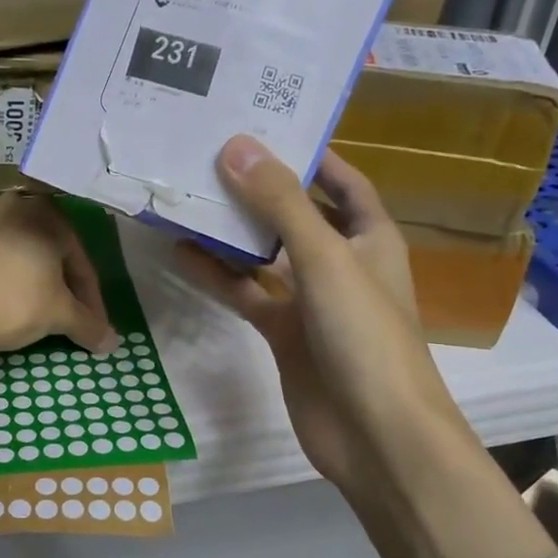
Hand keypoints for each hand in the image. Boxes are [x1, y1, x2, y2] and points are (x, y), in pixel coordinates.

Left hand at [0, 193, 117, 411]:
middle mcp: (14, 206)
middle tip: (70, 319)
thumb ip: (89, 325)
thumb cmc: (13, 303)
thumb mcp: (59, 316)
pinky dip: (4, 282)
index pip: (81, 262)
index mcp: (46, 212)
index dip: (92, 300)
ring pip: (20, 256)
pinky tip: (3, 307)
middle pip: (51, 254)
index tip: (95, 328)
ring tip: (37, 314)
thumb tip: (112, 343)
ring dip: (34, 283)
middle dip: (63, 288)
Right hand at [177, 135, 555, 557]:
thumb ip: (281, 204)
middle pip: (296, 213)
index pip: (341, 179)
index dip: (308, 151)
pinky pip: (247, 294)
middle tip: (208, 152)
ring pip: (265, 255)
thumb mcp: (326, 259)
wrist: (375, 435)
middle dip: (258, 186)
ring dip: (231, 231)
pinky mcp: (284, 334)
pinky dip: (219, 276)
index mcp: (370, 236)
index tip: (261, 122)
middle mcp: (342, 262)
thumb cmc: (365, 336)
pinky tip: (182, 254)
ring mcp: (311, 300)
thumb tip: (236, 146)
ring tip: (186, 196)